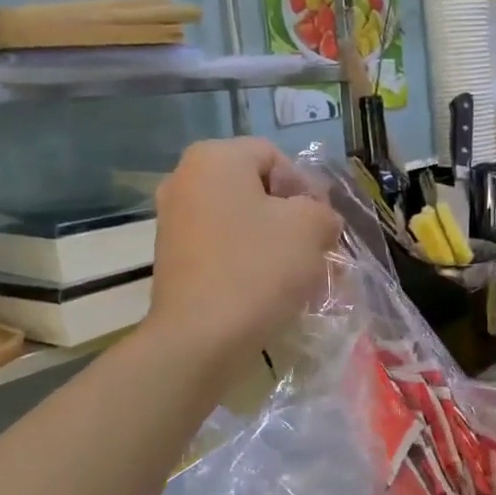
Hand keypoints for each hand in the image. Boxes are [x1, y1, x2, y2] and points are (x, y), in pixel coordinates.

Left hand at [147, 138, 341, 356]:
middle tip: (315, 250)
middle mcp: (185, 178)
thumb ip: (322, 211)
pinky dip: (248, 259)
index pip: (276, 157)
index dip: (307, 187)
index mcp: (215, 158)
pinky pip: (223, 246)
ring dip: (273, 241)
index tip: (322, 225)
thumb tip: (317, 220)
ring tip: (297, 274)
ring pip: (241, 220)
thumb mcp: (310, 228)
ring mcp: (174, 219)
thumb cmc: (258, 268)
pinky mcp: (172, 257)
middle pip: (256, 188)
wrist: (201, 338)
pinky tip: (269, 288)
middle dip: (292, 217)